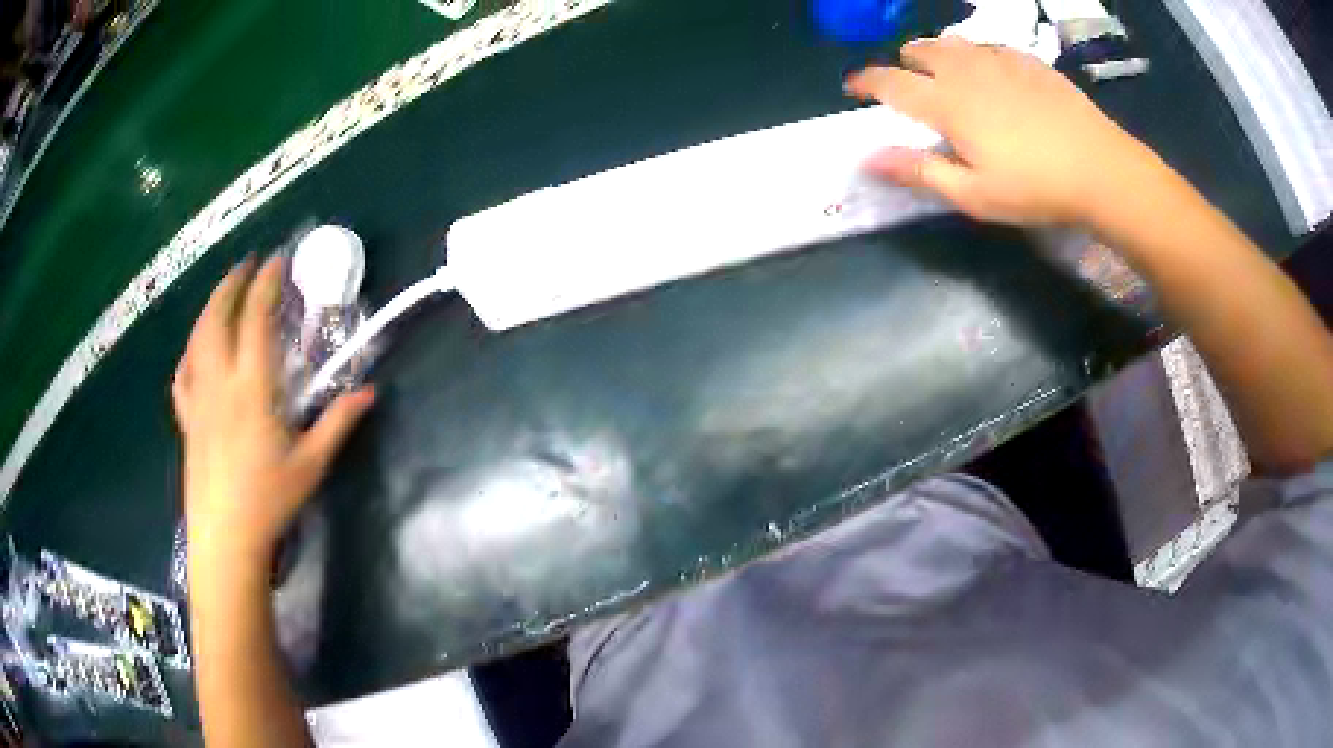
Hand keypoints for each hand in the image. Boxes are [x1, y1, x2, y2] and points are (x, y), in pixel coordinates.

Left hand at [173, 256, 374, 569]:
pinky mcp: (188, 419)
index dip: (266, 284)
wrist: (225, 538)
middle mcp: (220, 383)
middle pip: (218, 317)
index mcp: (251, 389)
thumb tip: (370, 392)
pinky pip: (183, 373)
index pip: (256, 320)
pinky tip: (197, 350)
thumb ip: (337, 423)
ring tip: (225, 294)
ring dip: (210, 307)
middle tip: (248, 265)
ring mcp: (199, 399)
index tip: (278, 260)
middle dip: (232, 283)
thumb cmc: (269, 501)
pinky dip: (191, 351)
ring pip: (197, 338)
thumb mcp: (311, 464)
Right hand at [845, 38, 1147, 226]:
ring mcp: (999, 60)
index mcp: (946, 103)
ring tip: (949, 76)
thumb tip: (867, 159)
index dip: (865, 82)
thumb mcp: (974, 195)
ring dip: (939, 55)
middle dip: (905, 64)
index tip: (854, 87)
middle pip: (919, 50)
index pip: (890, 82)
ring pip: (952, 42)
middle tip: (913, 87)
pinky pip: (988, 45)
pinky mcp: (1027, 60)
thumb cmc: (1035, 188)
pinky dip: (976, 55)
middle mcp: (965, 70)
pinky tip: (991, 74)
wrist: (1101, 169)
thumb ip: (918, 172)